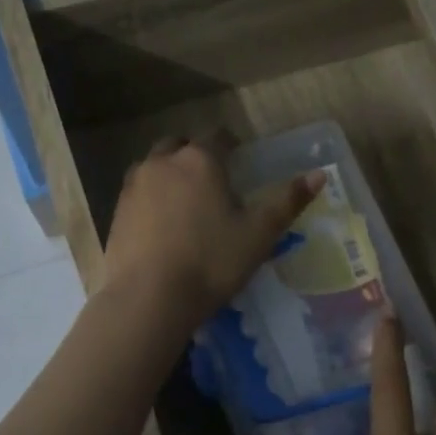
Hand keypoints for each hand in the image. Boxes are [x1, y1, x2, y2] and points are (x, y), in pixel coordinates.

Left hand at [101, 134, 322, 332]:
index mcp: (200, 160)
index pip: (218, 137)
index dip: (231, 145)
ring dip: (169, 174)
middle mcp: (163, 162)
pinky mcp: (116, 212)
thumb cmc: (211, 262)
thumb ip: (287, 201)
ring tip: (185, 202)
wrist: (149, 298)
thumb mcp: (259, 234)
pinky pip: (138, 193)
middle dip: (195, 155)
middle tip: (212, 181)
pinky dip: (152, 199)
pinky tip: (162, 226)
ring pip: (154, 167)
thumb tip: (319, 174)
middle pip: (180, 145)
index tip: (240, 161)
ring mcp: (134, 186)